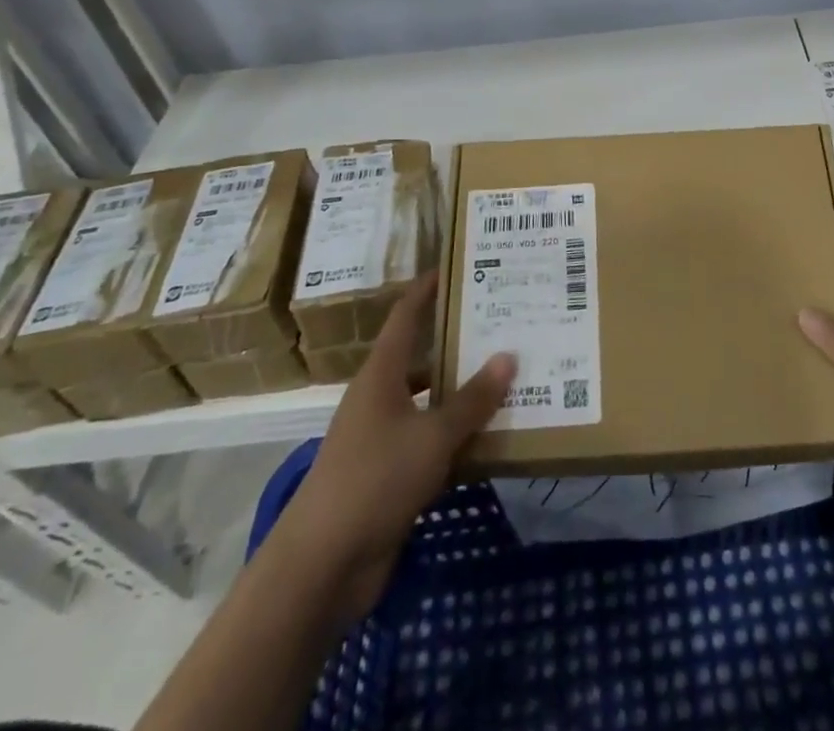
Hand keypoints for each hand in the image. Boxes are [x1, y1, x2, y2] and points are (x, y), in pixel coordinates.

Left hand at [275, 273, 514, 616]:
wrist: (322, 565)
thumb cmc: (374, 480)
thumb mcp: (432, 436)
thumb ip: (472, 400)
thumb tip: (508, 356)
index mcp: (382, 375)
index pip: (406, 316)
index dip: (428, 289)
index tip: (457, 268)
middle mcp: (381, 398)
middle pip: (423, 358)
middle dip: (461, 344)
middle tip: (505, 326)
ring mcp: (383, 438)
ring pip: (431, 404)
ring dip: (465, 395)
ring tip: (510, 379)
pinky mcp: (390, 476)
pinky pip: (432, 443)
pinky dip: (459, 438)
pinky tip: (493, 439)